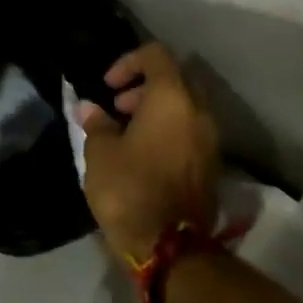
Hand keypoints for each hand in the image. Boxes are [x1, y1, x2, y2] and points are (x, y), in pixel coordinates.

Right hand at [78, 43, 219, 262]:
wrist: (170, 247)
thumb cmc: (129, 188)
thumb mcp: (100, 152)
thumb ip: (97, 124)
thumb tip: (91, 109)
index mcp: (172, 99)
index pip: (156, 56)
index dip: (128, 62)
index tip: (107, 86)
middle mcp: (199, 113)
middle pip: (175, 80)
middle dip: (144, 87)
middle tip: (117, 108)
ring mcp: (210, 141)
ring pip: (185, 107)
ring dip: (156, 110)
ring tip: (126, 133)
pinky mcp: (211, 166)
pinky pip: (190, 132)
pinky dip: (168, 131)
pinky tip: (142, 154)